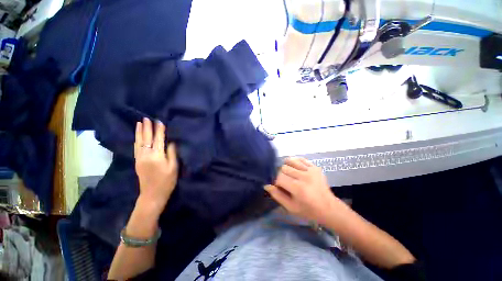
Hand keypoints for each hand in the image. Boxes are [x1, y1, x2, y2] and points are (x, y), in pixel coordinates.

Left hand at [134, 118, 177, 213]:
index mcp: (157, 156)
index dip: (159, 130)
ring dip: (139, 132)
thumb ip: (172, 153)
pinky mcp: (137, 162)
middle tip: (146, 118)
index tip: (159, 121)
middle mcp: (146, 155)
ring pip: (139, 142)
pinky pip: (136, 148)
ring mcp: (139, 158)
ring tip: (139, 123)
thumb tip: (171, 142)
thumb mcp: (174, 167)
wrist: (152, 195)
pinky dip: (136, 140)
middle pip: (146, 139)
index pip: (158, 139)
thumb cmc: (167, 181)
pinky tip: (137, 136)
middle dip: (147, 128)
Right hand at [265, 157, 344, 224]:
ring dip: (287, 167)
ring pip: (290, 161)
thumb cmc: (308, 210)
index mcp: (298, 188)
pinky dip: (295, 162)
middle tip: (285, 181)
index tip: (278, 186)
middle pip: (283, 168)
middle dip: (281, 174)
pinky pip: (300, 159)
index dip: (275, 181)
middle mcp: (304, 176)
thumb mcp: (290, 207)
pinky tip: (295, 169)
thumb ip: (277, 195)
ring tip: (289, 174)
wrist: (329, 208)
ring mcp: (311, 170)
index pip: (279, 177)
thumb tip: (266, 184)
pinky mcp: (315, 167)